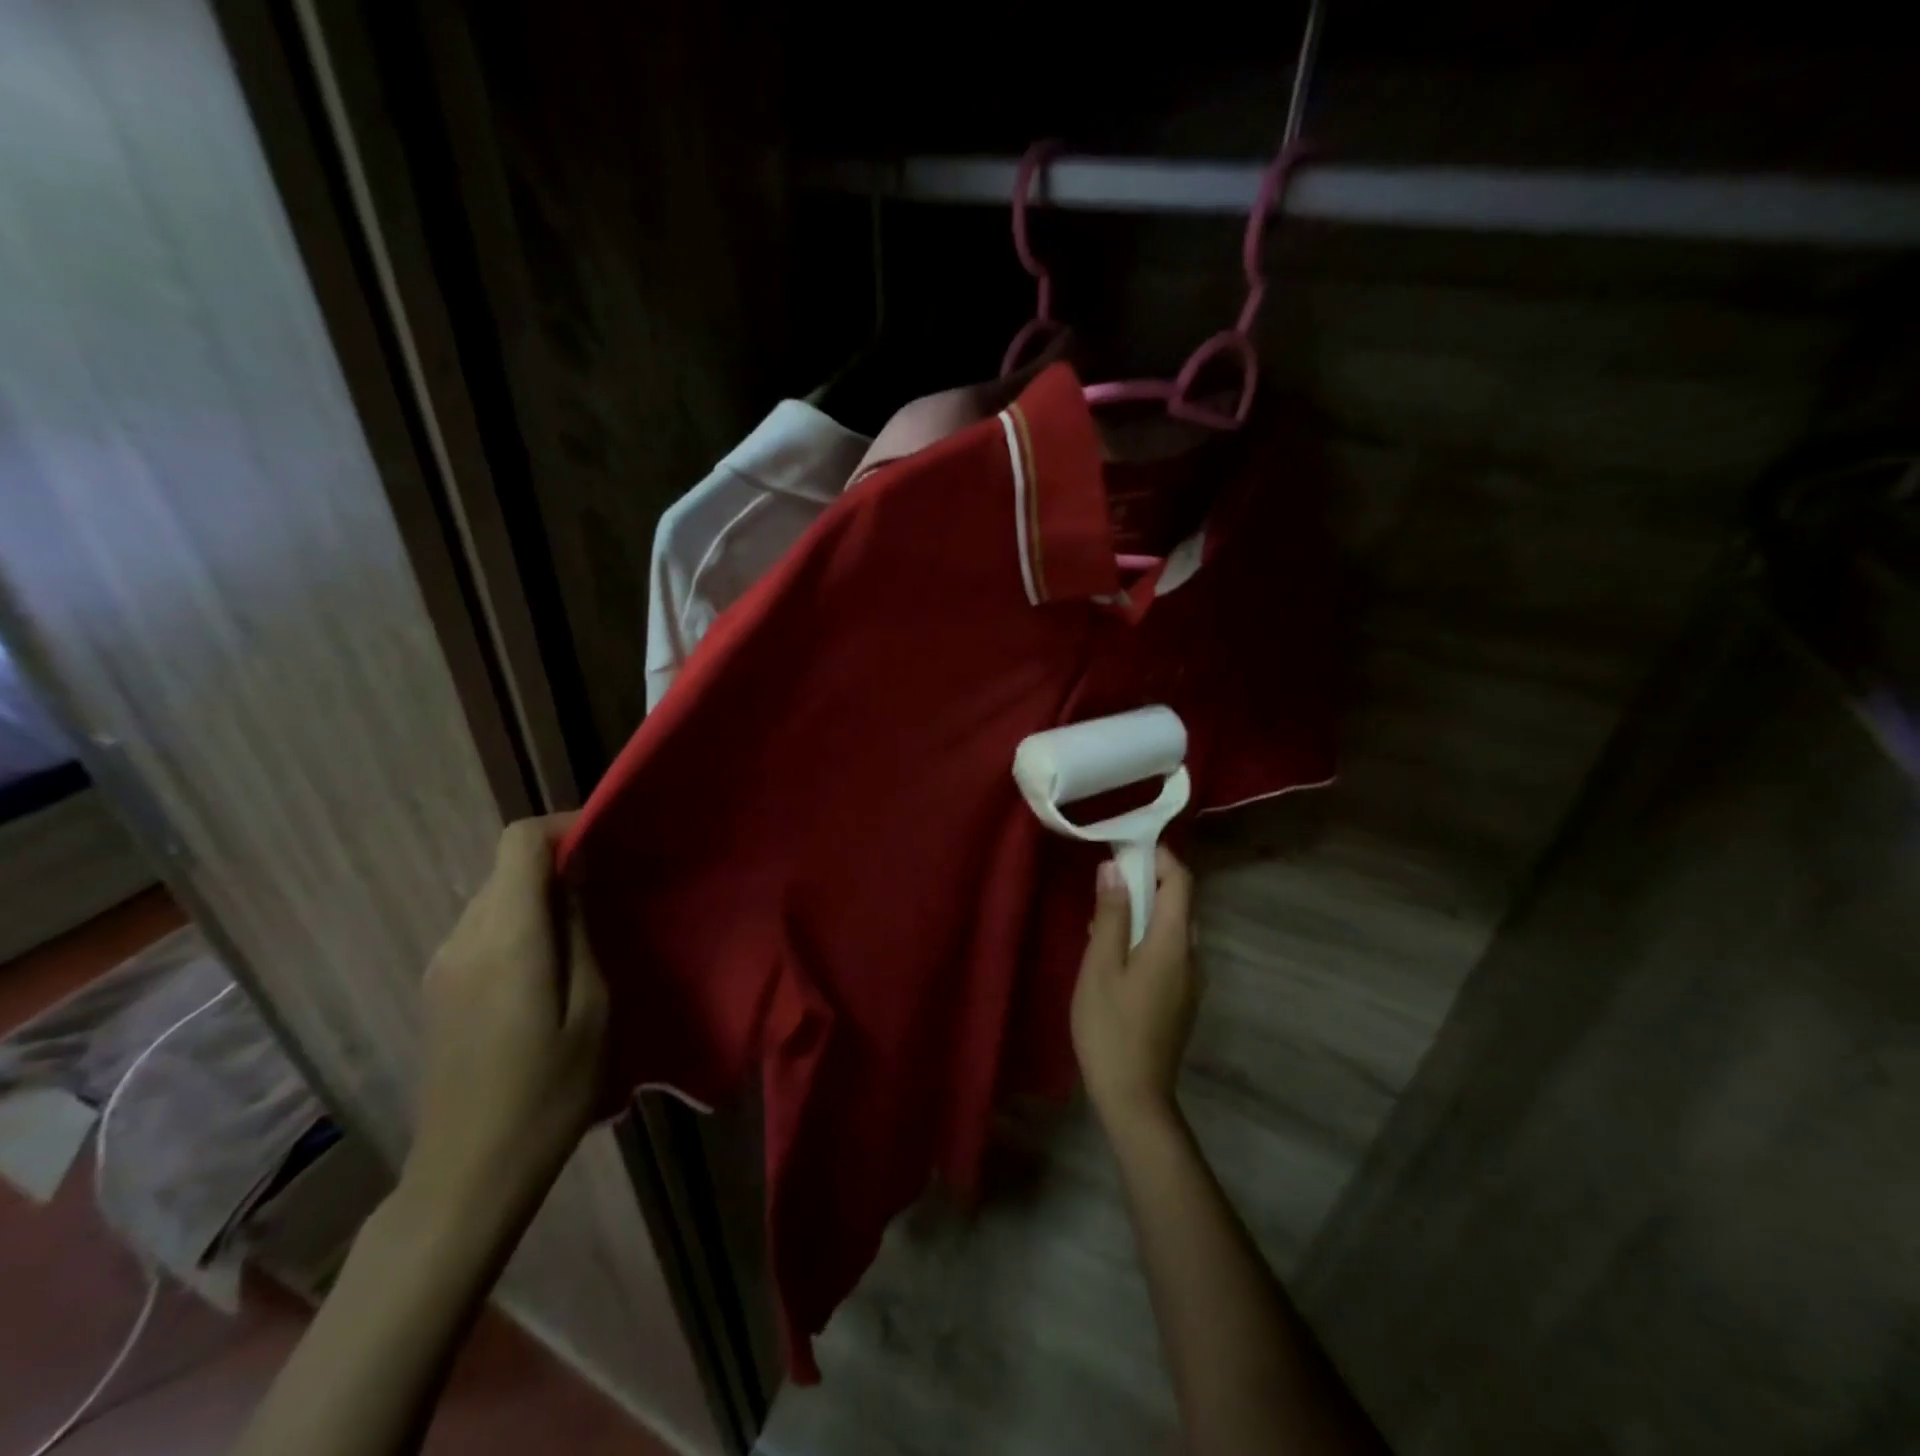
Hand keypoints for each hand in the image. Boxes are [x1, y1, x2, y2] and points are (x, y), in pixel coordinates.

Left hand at [404, 815, 608, 1219]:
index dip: (564, 825)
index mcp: (505, 939)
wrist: (467, 1175)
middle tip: (613, 884)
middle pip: (506, 867)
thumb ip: (580, 933)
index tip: (609, 837)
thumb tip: (577, 876)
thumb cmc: (548, 1094)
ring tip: (590, 923)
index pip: (519, 842)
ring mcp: (442, 965)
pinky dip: (521, 922)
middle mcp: (462, 939)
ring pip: (495, 896)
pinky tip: (553, 962)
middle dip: (560, 861)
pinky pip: (483, 928)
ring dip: (541, 894)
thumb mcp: (592, 1010)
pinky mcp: (439, 988)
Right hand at [1071, 847, 1198, 1131]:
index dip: (1159, 857)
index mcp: (1174, 942)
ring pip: (1173, 927)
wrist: (1135, 1096)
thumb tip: (1115, 868)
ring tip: (1103, 912)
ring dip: (1144, 910)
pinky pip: (1169, 950)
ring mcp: (1190, 979)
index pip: (1180, 881)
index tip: (1126, 846)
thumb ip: (1110, 914)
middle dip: (1148, 881)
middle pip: (1179, 903)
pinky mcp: (1181, 997)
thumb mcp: (1101, 965)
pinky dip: (1146, 935)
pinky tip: (1114, 950)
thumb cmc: (1110, 1026)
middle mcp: (1192, 955)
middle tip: (1108, 878)